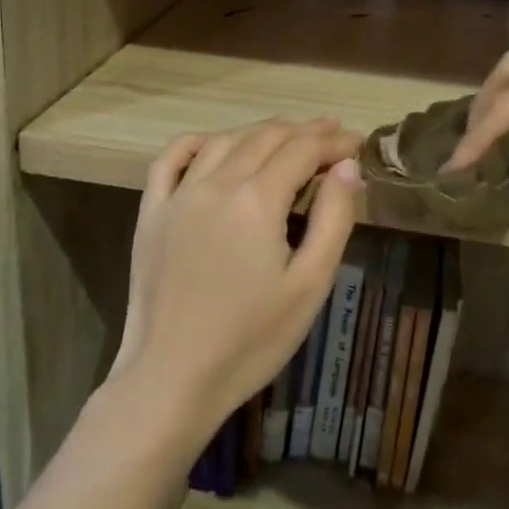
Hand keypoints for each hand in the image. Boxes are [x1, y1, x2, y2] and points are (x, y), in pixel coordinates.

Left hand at [110, 118, 362, 445]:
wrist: (171, 377)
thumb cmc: (250, 339)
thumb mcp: (310, 284)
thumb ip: (333, 218)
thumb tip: (347, 167)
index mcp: (257, 199)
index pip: (303, 149)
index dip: (333, 141)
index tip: (357, 142)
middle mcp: (216, 183)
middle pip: (266, 138)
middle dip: (304, 131)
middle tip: (332, 136)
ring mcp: (178, 195)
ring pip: (224, 141)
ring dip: (260, 131)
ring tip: (287, 136)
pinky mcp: (151, 212)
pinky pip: (171, 158)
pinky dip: (198, 142)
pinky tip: (215, 144)